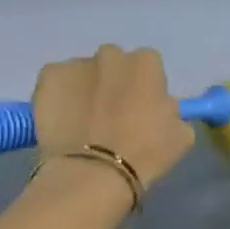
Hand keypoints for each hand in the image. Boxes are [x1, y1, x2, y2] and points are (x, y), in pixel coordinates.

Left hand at [32, 45, 194, 190]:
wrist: (93, 173)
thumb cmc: (144, 155)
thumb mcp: (180, 135)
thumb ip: (171, 112)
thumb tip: (160, 108)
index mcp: (146, 64)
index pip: (148, 67)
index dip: (144, 90)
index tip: (140, 112)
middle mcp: (111, 55)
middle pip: (114, 65)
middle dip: (113, 85)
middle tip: (110, 118)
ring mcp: (76, 64)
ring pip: (83, 74)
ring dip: (85, 91)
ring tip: (82, 124)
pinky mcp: (48, 78)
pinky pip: (56, 84)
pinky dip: (58, 98)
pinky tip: (62, 123)